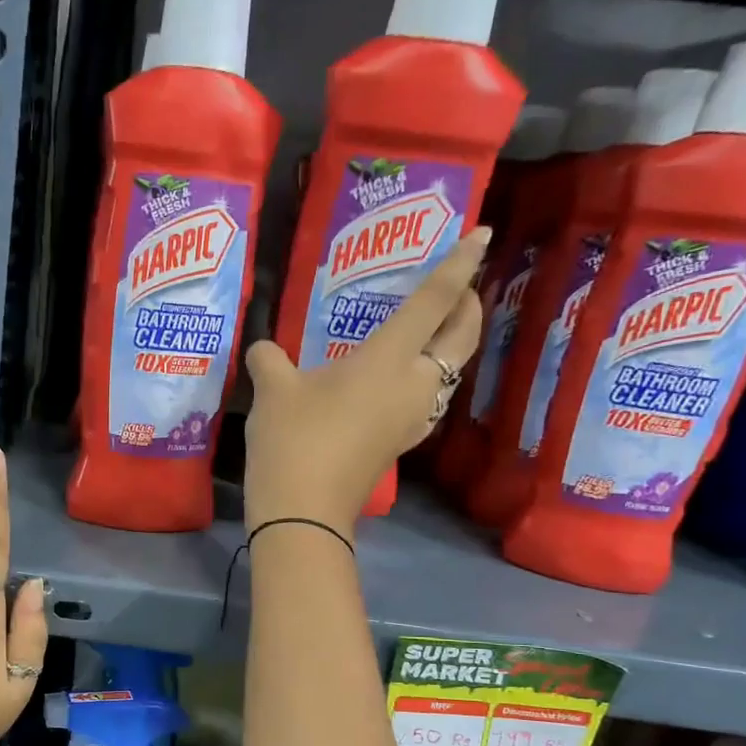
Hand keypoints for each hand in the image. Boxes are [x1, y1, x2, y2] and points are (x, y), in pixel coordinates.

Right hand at [243, 228, 488, 537]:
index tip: (481, 233)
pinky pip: (429, 397)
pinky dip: (428, 375)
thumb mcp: (272, 391)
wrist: (304, 513)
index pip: (434, 301)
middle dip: (467, 306)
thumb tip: (263, 349)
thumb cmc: (293, 441)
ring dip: (451, 344)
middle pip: (460, 338)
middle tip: (457, 288)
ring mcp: (411, 418)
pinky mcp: (399, 442)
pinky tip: (401, 378)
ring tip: (432, 328)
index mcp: (388, 359)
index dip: (458, 264)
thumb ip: (270, 359)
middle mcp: (413, 385)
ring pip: (450, 370)